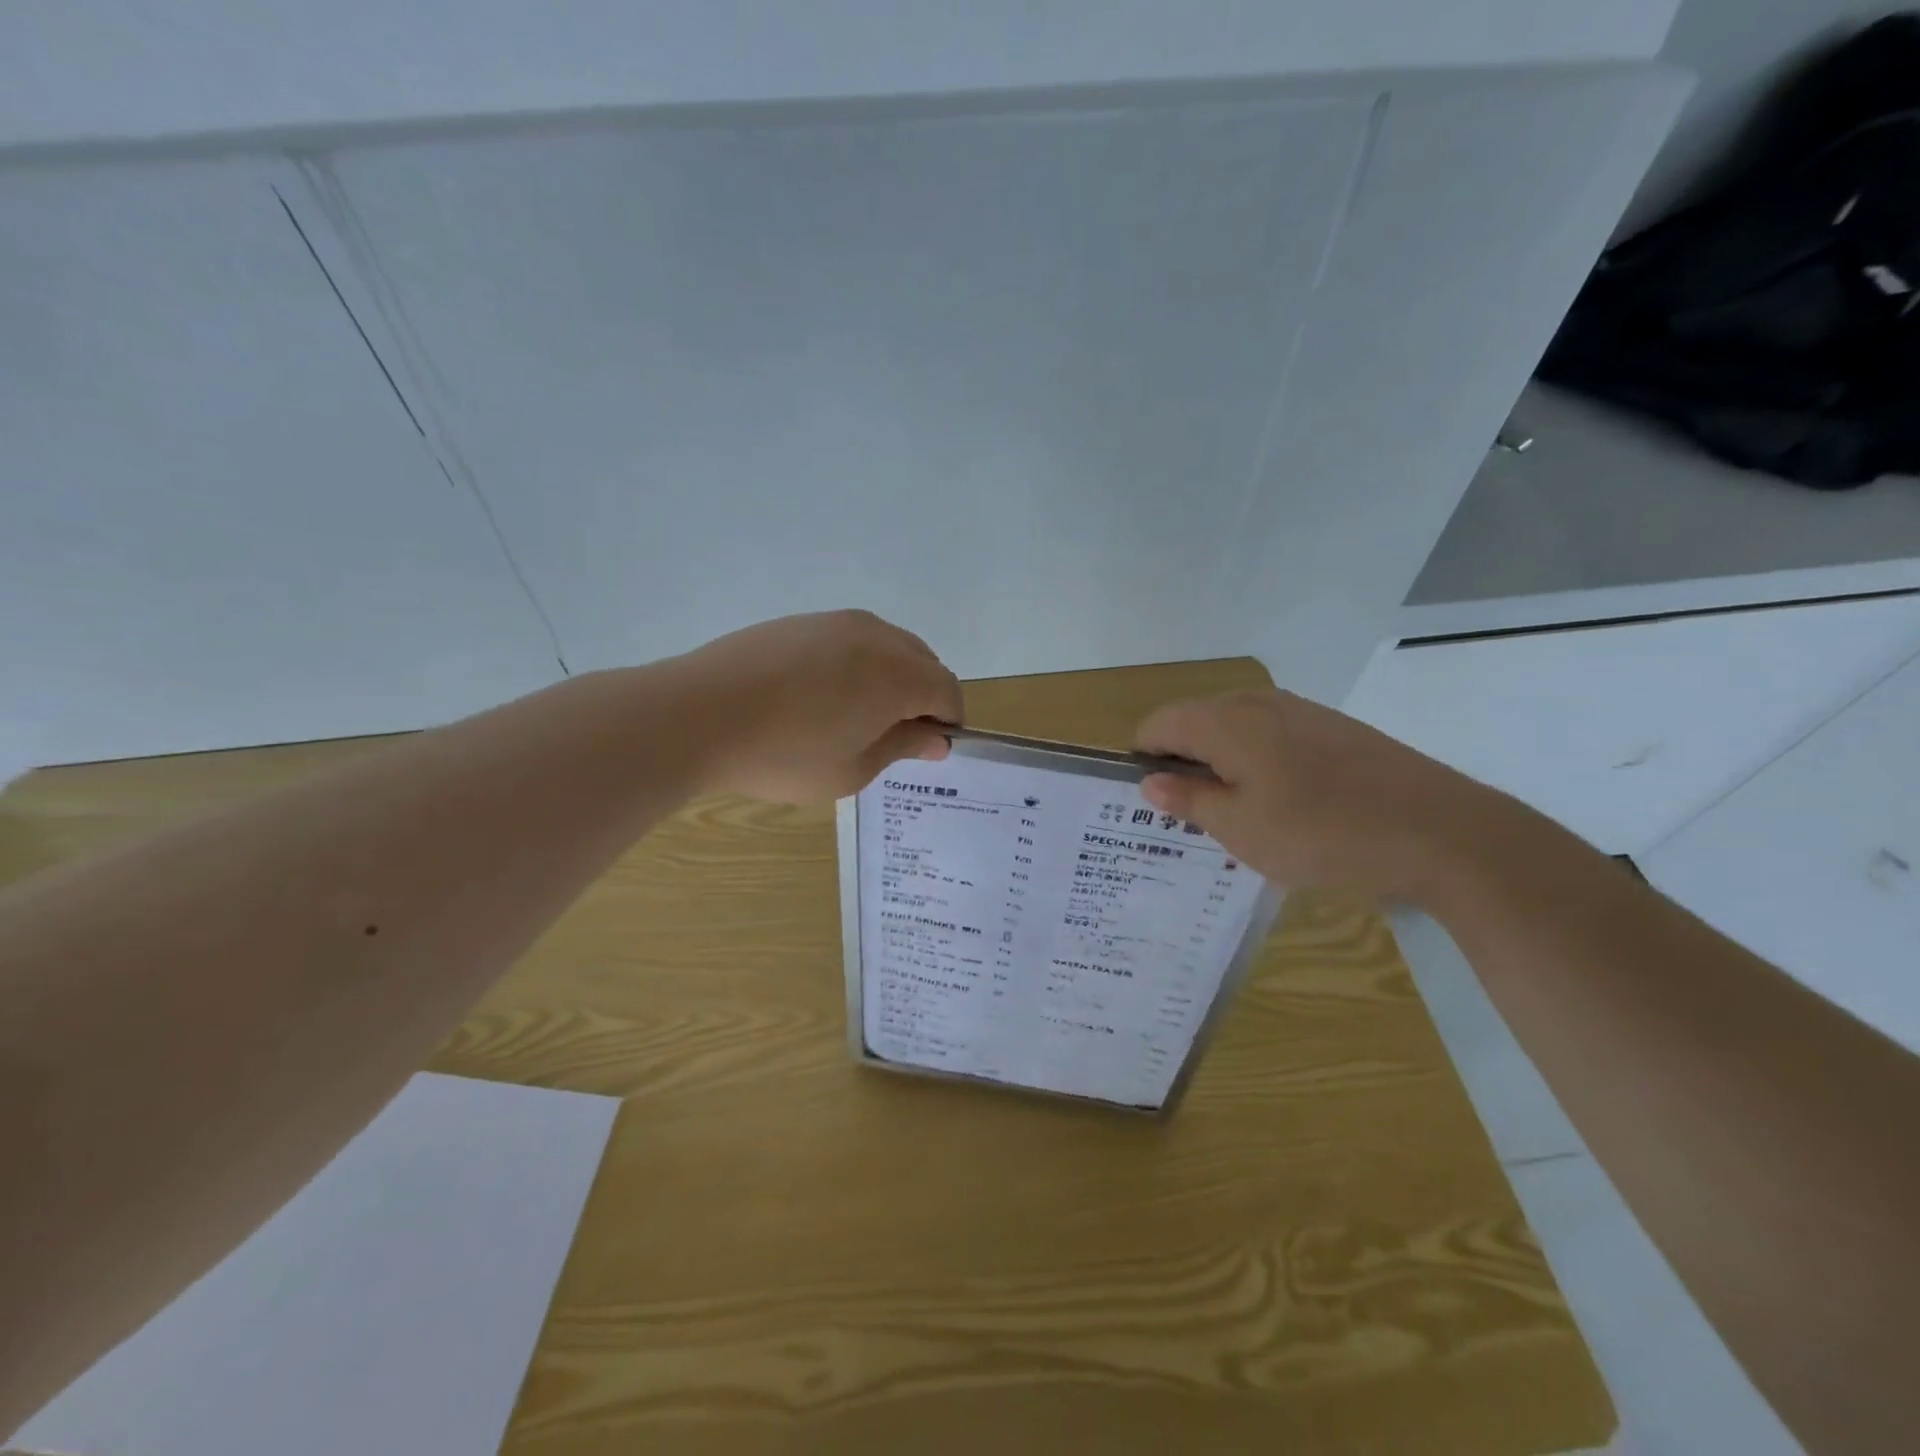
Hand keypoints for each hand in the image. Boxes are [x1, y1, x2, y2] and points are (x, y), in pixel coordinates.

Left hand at [678, 610, 962, 802]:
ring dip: (889, 677)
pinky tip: (819, 695)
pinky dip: (855, 664)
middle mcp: (876, 636)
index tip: (928, 749)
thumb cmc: (785, 755)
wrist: (698, 714)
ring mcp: (835, 622)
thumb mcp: (853, 768)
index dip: (948, 721)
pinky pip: (849, 640)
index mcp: (899, 674)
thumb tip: (937, 738)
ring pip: (886, 646)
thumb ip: (903, 746)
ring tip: (855, 715)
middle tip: (893, 736)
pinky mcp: (800, 621)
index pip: (947, 690)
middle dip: (922, 696)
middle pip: (923, 661)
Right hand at [1133, 688, 1498, 901]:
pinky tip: (1281, 804)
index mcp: (1226, 721)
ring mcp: (1301, 711)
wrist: (1442, 832)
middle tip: (1188, 816)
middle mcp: (1258, 703)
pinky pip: (1271, 736)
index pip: (1158, 723)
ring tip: (1234, 814)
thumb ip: (1188, 799)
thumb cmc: (1323, 833)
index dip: (1142, 758)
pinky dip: (1256, 763)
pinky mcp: (1333, 728)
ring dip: (1219, 764)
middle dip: (1180, 762)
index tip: (1151, 802)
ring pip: (1234, 729)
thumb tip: (1150, 780)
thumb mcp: (1241, 828)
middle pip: (1194, 721)